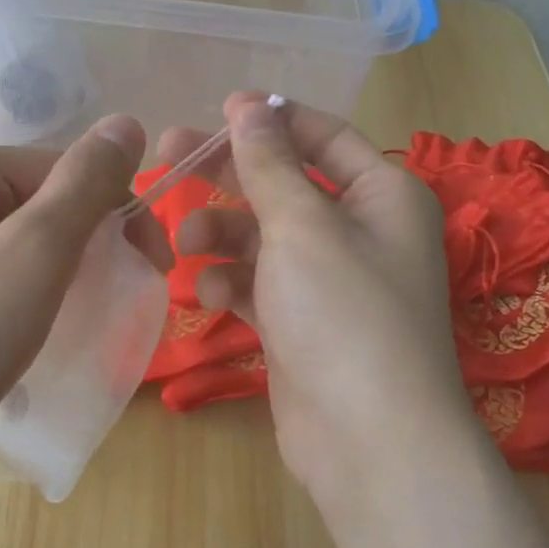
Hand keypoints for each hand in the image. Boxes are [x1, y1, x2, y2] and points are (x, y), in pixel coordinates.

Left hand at [0, 116, 171, 497]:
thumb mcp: (33, 256)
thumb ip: (85, 185)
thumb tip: (127, 122)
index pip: (67, 168)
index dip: (119, 212)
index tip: (154, 269)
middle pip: (44, 202)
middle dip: (90, 244)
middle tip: (118, 300)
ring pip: (23, 241)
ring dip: (63, 272)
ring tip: (79, 318)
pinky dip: (28, 293)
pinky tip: (33, 328)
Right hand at [156, 93, 473, 504]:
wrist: (369, 442)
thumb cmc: (344, 313)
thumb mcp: (302, 226)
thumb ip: (269, 163)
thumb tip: (249, 106)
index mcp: (382, 195)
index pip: (323, 136)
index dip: (271, 121)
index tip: (216, 110)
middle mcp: (360, 232)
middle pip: (285, 185)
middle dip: (229, 174)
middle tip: (166, 156)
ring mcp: (329, 282)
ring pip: (264, 238)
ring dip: (222, 235)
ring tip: (184, 241)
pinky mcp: (301, 325)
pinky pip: (259, 287)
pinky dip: (232, 284)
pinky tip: (208, 295)